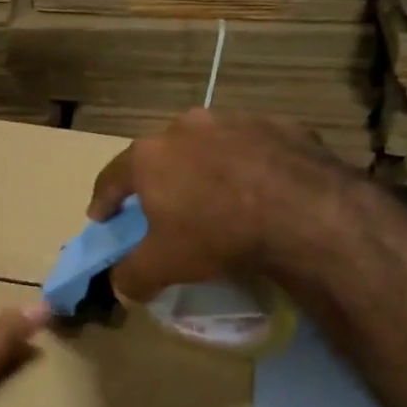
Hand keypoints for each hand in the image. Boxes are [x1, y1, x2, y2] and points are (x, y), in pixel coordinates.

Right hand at [88, 109, 352, 301]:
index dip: (104, 201)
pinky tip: (261, 191)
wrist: (304, 212)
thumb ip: (131, 275)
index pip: (111, 178)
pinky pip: (252, 148)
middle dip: (158, 180)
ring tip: (217, 196)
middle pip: (161, 156)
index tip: (101, 218)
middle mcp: (186, 127)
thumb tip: (120, 284)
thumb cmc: (216, 235)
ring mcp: (234, 121)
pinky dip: (248, 166)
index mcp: (149, 156)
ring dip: (205, 168)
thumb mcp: (163, 266)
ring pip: (208, 147)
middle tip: (163, 206)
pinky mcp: (279, 125)